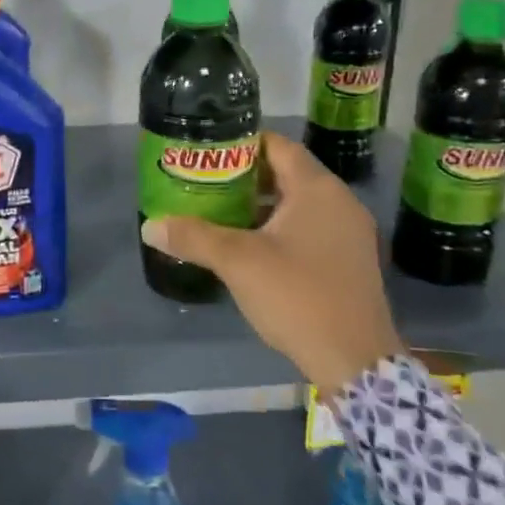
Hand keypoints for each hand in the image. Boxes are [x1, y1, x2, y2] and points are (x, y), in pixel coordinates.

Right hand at [140, 132, 402, 390]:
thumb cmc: (297, 296)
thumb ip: (193, 237)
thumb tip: (150, 226)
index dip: (241, 144)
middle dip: (245, 177)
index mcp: (317, 189)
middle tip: (206, 183)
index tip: (207, 153)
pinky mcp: (350, 260)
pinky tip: (252, 247)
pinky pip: (310, 227)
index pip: (277, 145)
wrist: (354, 361)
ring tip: (221, 213)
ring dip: (262, 204)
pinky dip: (281, 227)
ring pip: (298, 203)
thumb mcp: (238, 262)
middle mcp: (339, 201)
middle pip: (287, 172)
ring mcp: (350, 232)